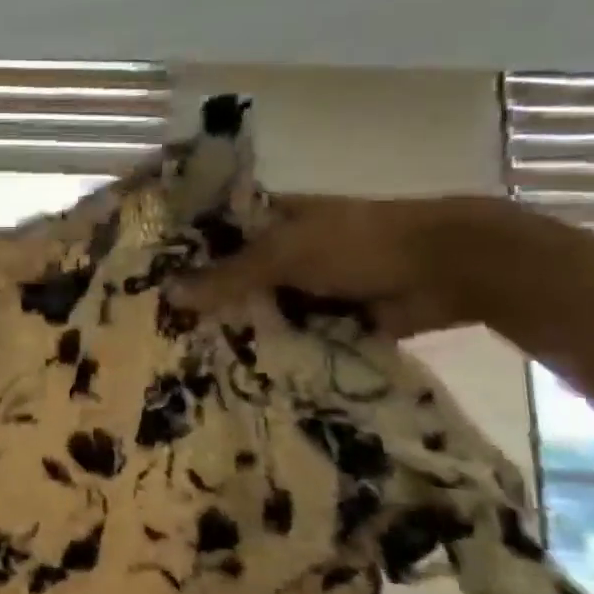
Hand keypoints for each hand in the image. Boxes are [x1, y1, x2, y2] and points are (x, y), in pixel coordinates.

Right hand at [173, 193, 501, 338]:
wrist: (448, 269)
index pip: (215, 235)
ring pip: (259, 309)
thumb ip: (229, 275)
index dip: (183, 254)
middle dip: (204, 300)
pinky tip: (233, 372)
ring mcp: (307, 286)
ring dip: (236, 329)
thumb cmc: (359, 243)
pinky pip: (290, 336)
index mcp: (272, 221)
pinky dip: (270, 350)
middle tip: (156, 328)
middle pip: (234, 276)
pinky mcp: (329, 320)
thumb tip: (169, 294)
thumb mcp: (284, 254)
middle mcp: (284, 251)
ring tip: (184, 356)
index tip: (145, 280)